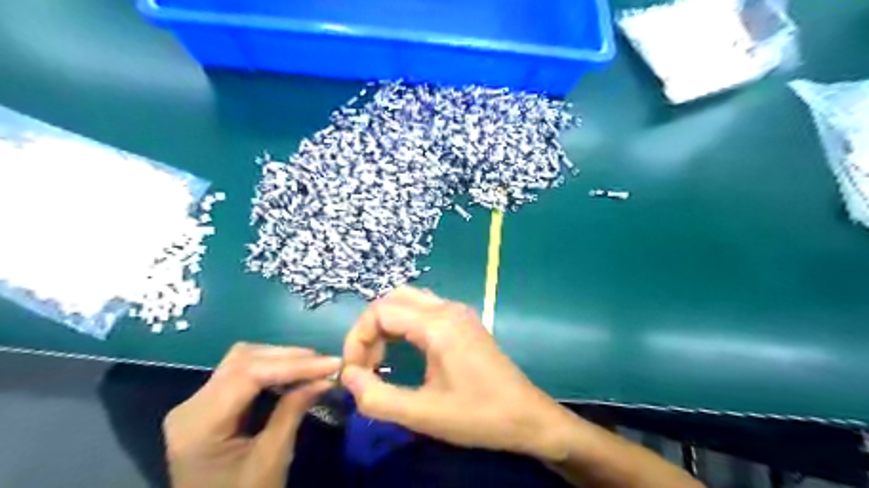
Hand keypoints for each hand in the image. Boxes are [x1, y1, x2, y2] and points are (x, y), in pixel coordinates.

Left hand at [165, 343, 339, 487]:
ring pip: (243, 360)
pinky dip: (271, 369)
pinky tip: (294, 374)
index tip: (331, 363)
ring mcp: (196, 403)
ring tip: (314, 366)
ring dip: (281, 359)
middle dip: (290, 358)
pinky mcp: (208, 405)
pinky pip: (242, 373)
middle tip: (326, 364)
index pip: (248, 375)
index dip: (293, 364)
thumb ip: (294, 410)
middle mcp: (190, 405)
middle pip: (244, 360)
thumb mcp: (272, 459)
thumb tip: (325, 377)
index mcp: (198, 424)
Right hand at [341, 287, 575, 461]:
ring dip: (387, 322)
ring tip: (380, 357)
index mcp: (437, 325)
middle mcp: (447, 308)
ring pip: (409, 299)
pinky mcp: (464, 321)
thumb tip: (347, 376)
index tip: (354, 372)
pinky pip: (424, 308)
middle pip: (392, 299)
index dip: (357, 339)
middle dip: (370, 327)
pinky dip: (404, 322)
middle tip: (365, 363)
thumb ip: (377, 397)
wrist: (527, 416)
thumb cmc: (477, 416)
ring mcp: (458, 311)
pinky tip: (404, 348)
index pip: (380, 312)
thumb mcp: (423, 415)